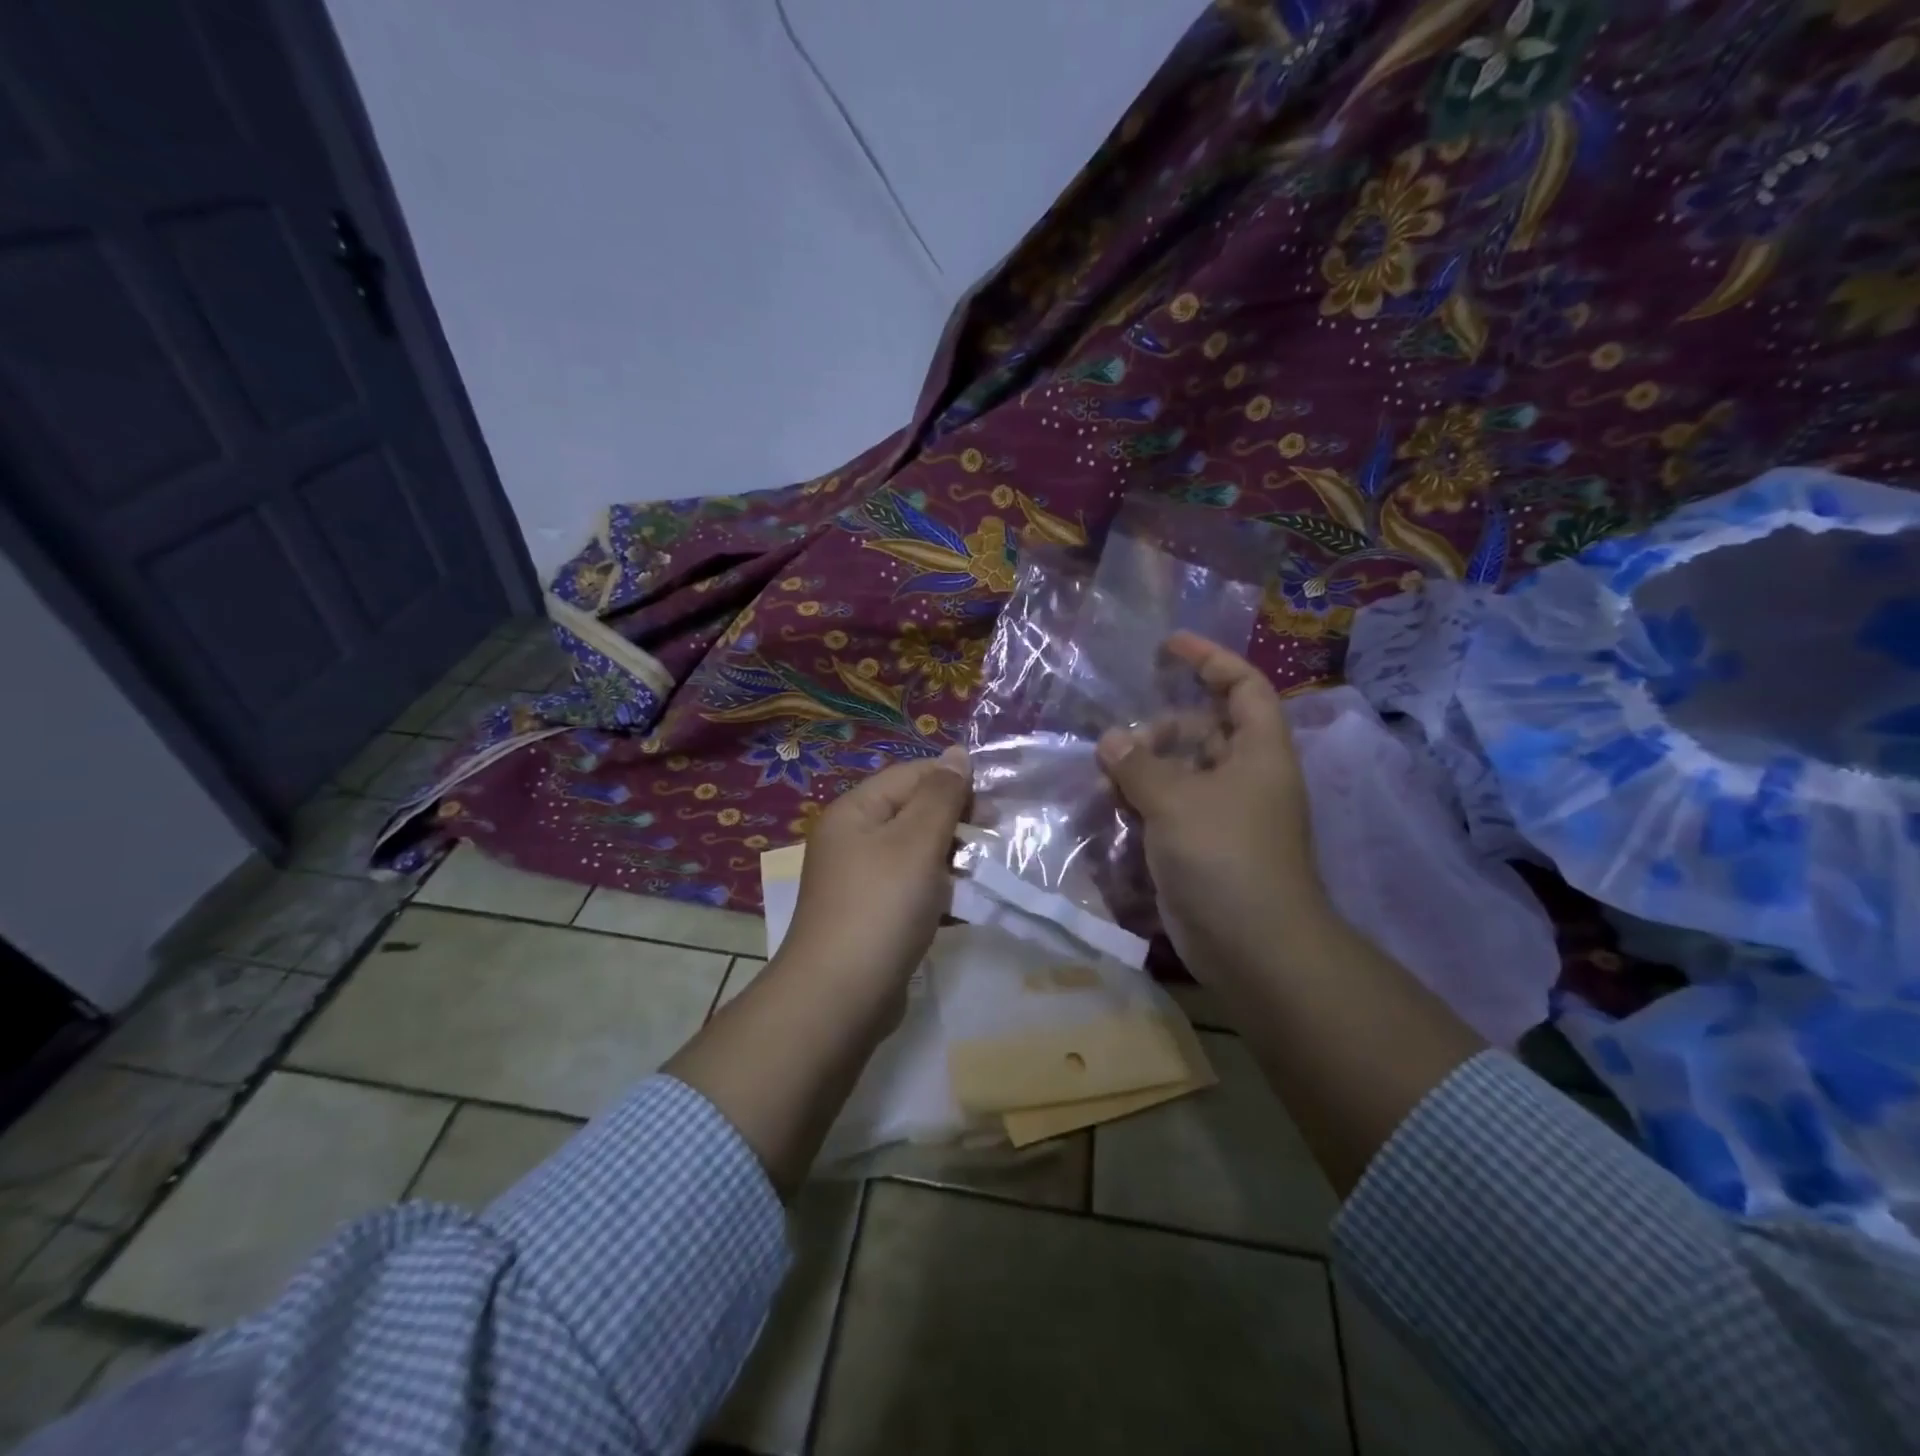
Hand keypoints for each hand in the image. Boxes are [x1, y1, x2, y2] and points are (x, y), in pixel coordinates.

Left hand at [781, 746, 971, 994]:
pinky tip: (964, 906)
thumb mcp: (917, 842)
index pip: (911, 775)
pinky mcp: (872, 916)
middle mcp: (852, 839)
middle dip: (956, 823)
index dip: (954, 782)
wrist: (838, 999)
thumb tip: (958, 752)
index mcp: (855, 811)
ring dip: (952, 860)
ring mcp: (861, 880)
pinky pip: (912, 890)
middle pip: (913, 813)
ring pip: (917, 854)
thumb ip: (942, 795)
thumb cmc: (881, 907)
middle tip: (995, 840)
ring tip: (985, 875)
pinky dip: (939, 893)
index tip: (995, 807)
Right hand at [1096, 632, 1326, 981]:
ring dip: (1145, 769)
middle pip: (1204, 730)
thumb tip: (1111, 740)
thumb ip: (1139, 765)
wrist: (1254, 945)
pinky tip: (1113, 807)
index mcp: (1258, 751)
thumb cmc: (1224, 856)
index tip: (1168, 646)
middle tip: (1117, 741)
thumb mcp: (1176, 800)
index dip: (1209, 658)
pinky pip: (1172, 808)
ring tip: (1104, 776)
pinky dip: (1145, 802)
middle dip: (1160, 729)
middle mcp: (1247, 776)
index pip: (1242, 685)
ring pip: (1183, 772)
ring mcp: (1227, 813)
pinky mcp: (1206, 846)